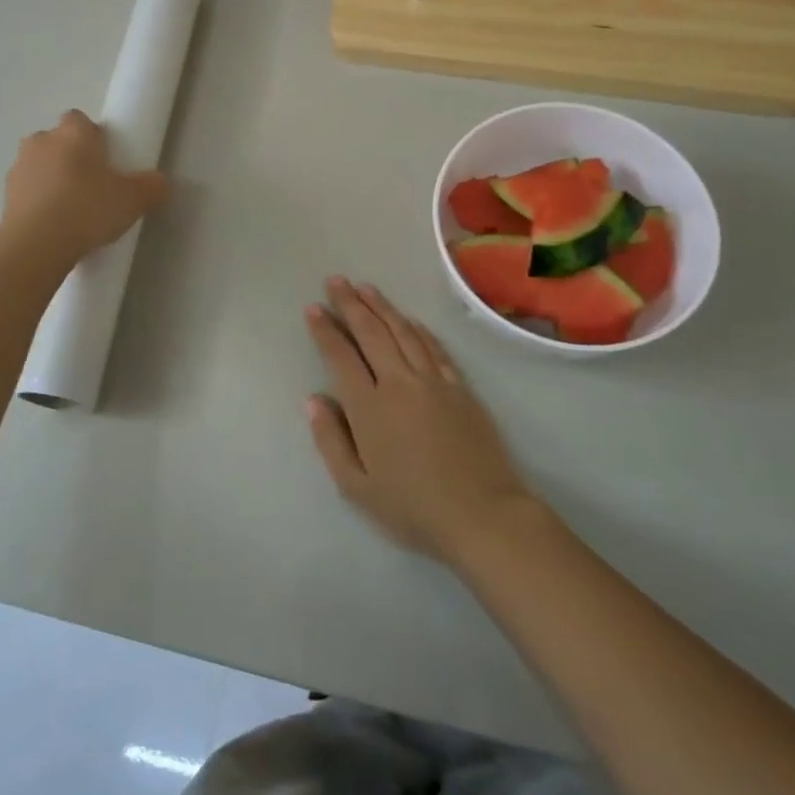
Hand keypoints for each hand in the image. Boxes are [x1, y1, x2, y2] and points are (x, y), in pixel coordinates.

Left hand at [1, 111, 166, 265]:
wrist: (37, 245)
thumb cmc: (88, 209)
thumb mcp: (134, 200)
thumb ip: (151, 187)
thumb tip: (160, 183)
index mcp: (73, 133)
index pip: (80, 120)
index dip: (93, 137)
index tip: (106, 160)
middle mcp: (42, 141)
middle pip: (58, 141)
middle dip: (72, 158)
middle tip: (93, 186)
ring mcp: (19, 167)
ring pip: (40, 166)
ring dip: (53, 179)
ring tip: (72, 210)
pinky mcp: (6, 196)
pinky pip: (28, 191)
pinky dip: (39, 201)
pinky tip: (55, 225)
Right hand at [303, 277, 536, 563]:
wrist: (482, 514)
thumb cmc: (412, 507)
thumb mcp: (356, 486)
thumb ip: (330, 440)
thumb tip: (313, 399)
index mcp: (369, 407)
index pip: (341, 356)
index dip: (324, 330)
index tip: (313, 308)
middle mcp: (399, 383)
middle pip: (371, 333)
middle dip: (351, 304)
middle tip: (336, 281)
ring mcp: (433, 381)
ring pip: (402, 332)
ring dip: (382, 307)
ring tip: (365, 287)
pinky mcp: (459, 387)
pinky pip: (434, 347)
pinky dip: (417, 328)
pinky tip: (408, 319)